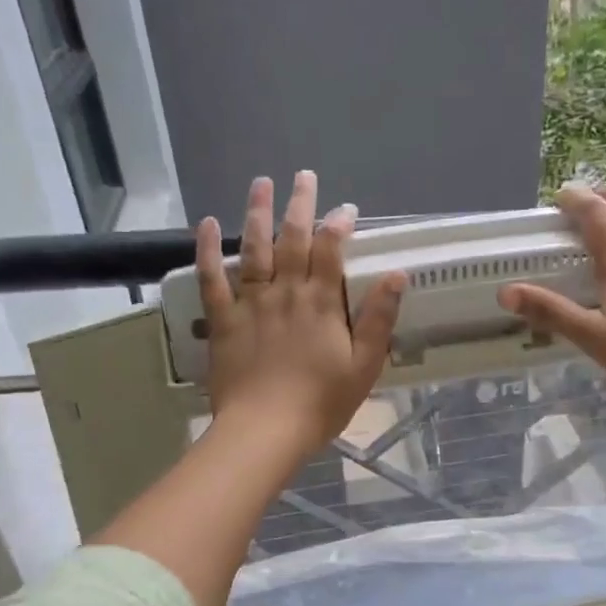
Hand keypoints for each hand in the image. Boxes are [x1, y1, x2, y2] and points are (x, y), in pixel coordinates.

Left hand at [196, 171, 405, 460]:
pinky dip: (209, 250)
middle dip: (300, 205)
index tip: (346, 209)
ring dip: (258, 214)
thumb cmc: (321, 402)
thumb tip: (397, 275)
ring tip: (261, 183)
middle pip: (293, 239)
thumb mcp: (364, 365)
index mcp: (322, 303)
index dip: (338, 225)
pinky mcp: (222, 320)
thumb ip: (379, 318)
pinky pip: (212, 279)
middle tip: (303, 175)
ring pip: (255, 249)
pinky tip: (208, 224)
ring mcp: (251, 303)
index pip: (330, 251)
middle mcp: (286, 292)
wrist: (265, 430)